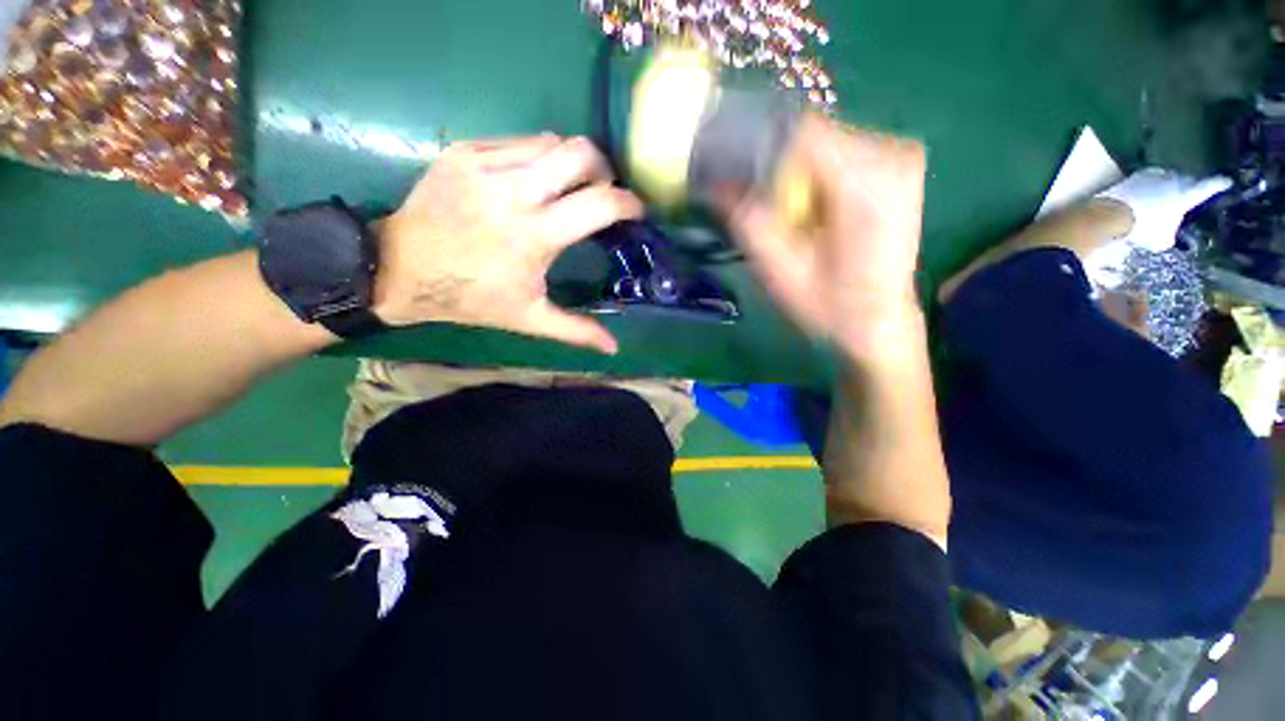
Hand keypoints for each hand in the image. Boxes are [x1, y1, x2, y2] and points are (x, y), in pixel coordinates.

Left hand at [372, 135, 642, 353]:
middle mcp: (514, 192)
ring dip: (573, 162)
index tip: (635, 210)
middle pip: (581, 153)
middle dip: (604, 171)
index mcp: (534, 236)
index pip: (600, 203)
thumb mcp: (529, 319)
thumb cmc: (471, 298)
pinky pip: (521, 141)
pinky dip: (540, 157)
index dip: (628, 203)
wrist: (399, 269)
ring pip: (553, 141)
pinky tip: (534, 181)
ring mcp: (486, 165)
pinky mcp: (465, 151)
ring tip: (570, 187)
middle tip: (602, 193)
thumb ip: (577, 330)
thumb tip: (614, 347)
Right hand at [720, 116, 927, 358]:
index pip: (802, 134)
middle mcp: (893, 155)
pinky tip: (818, 213)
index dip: (764, 157)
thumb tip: (713, 183)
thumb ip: (749, 222)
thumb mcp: (779, 272)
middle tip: (774, 216)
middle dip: (781, 172)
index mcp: (869, 183)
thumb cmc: (829, 307)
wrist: (877, 322)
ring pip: (823, 143)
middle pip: (813, 137)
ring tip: (798, 221)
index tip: (746, 190)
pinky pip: (839, 154)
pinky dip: (817, 179)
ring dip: (798, 178)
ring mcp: (900, 156)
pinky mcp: (897, 165)